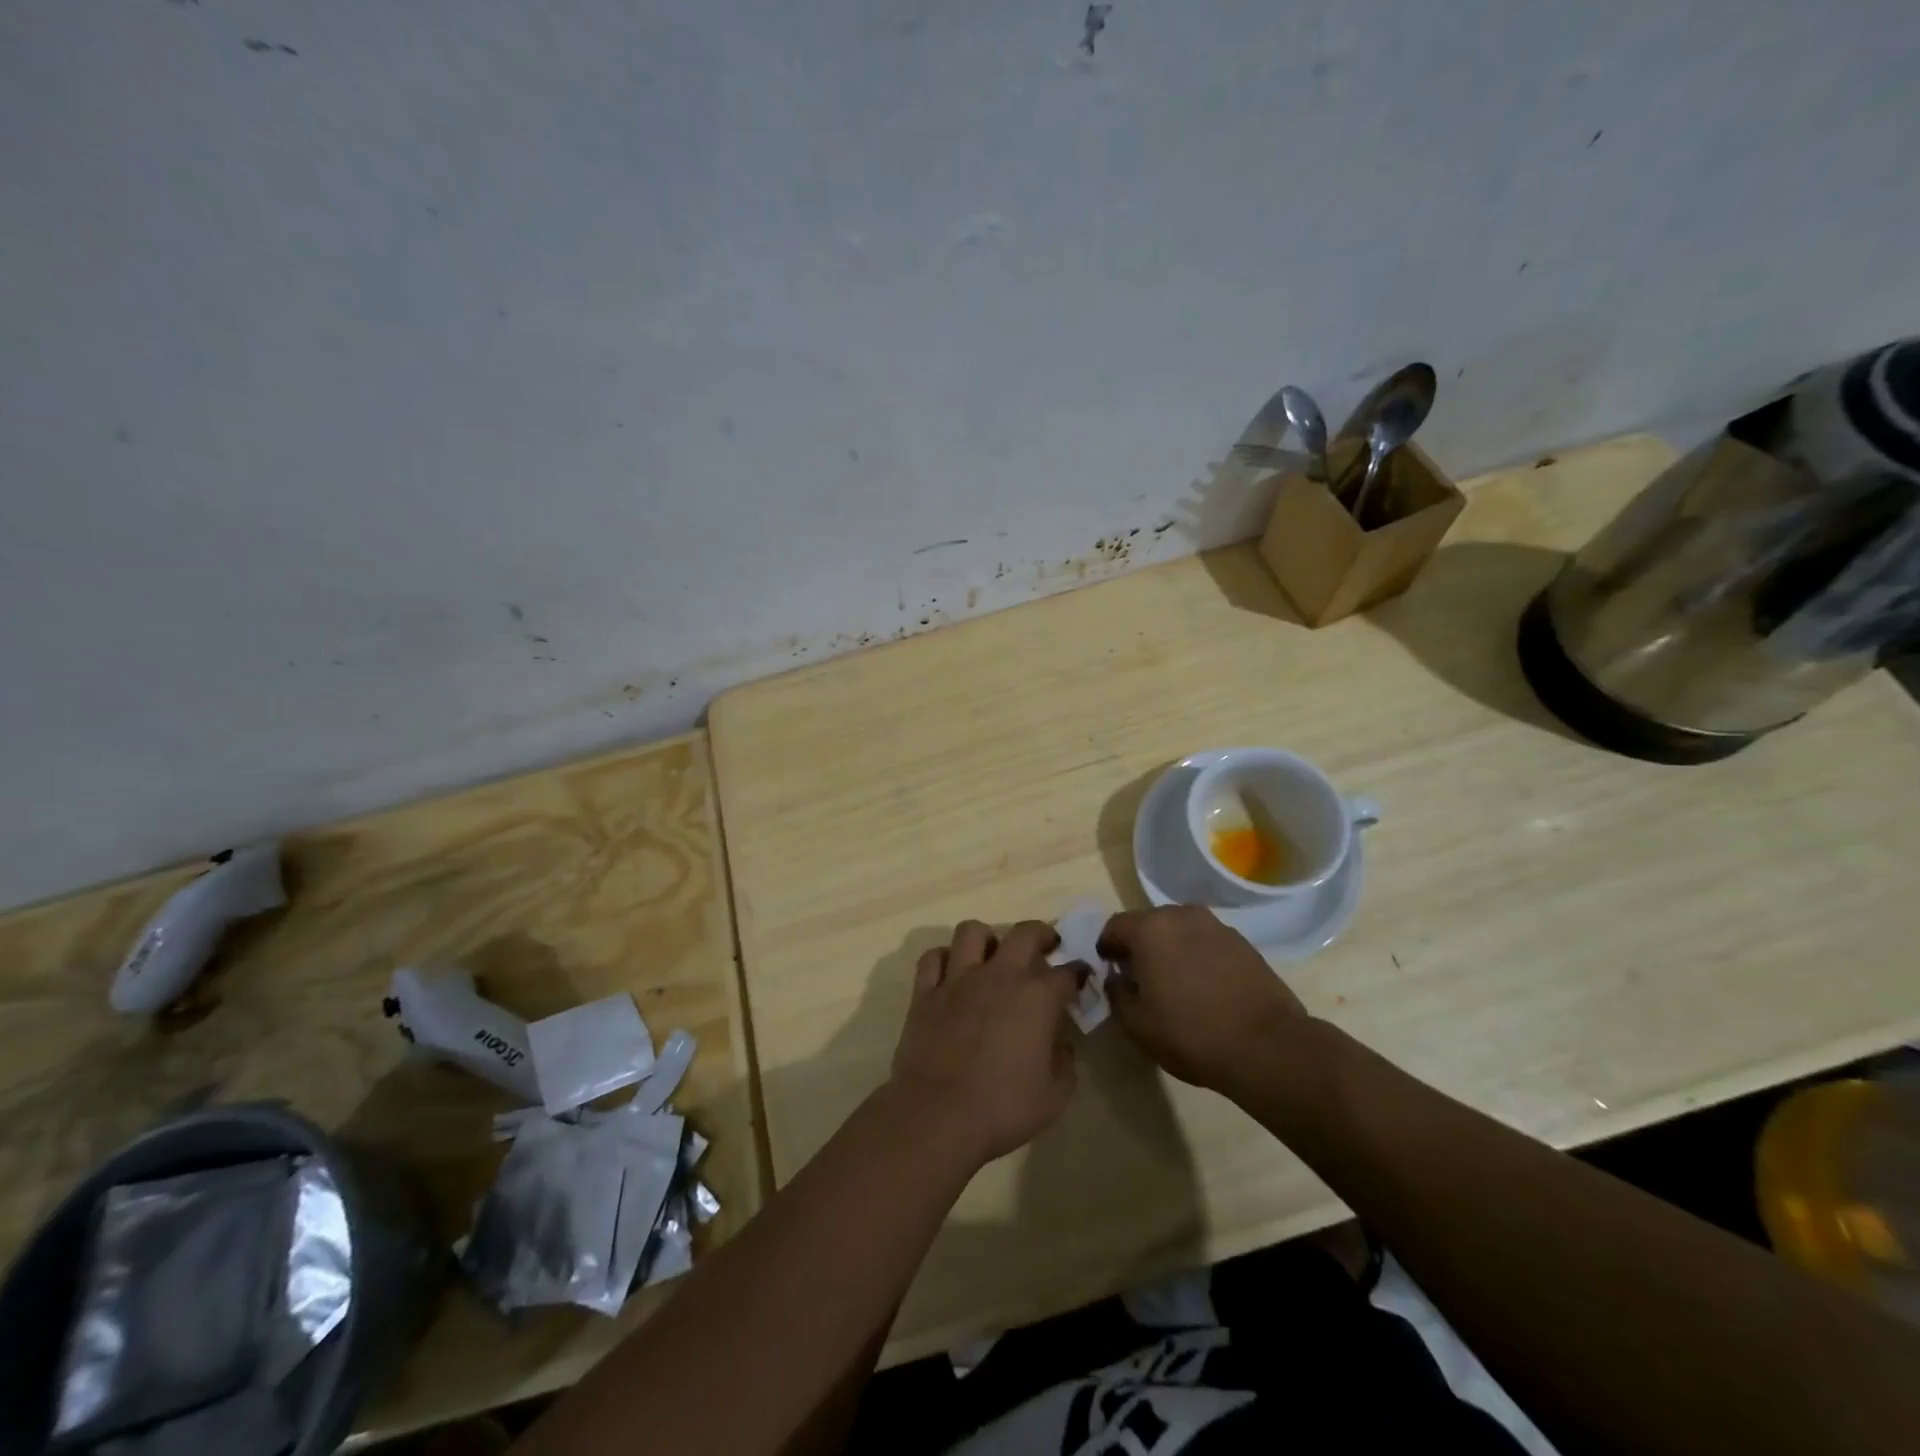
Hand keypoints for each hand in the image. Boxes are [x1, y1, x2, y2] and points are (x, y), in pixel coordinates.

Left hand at [886, 920, 1079, 1169]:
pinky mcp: (925, 992)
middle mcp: (999, 975)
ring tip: (992, 955)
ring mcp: (958, 979)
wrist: (937, 1116)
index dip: (1078, 972)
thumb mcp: (1054, 1097)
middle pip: (1024, 933)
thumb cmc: (1002, 1108)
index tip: (1081, 977)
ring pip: (972, 931)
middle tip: (1045, 946)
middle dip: (1041, 934)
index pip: (1068, 972)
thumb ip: (1064, 1063)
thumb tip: (1060, 1045)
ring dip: (987, 938)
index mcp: (1037, 997)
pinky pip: (933, 957)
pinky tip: (951, 973)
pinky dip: (944, 959)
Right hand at [1098, 906, 1310, 1094]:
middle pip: (1148, 923)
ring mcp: (1216, 926)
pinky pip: (1206, 942)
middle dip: (1139, 945)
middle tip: (1139, 977)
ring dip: (1170, 949)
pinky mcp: (1243, 942)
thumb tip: (1117, 979)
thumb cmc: (1191, 1034)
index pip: (1115, 926)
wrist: (1267, 1046)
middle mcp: (1181, 916)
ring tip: (1173, 982)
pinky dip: (1198, 956)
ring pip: (1180, 931)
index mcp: (1150, 929)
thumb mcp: (1137, 1024)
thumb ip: (1116, 994)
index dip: (1106, 947)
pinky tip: (1204, 987)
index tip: (1108, 969)